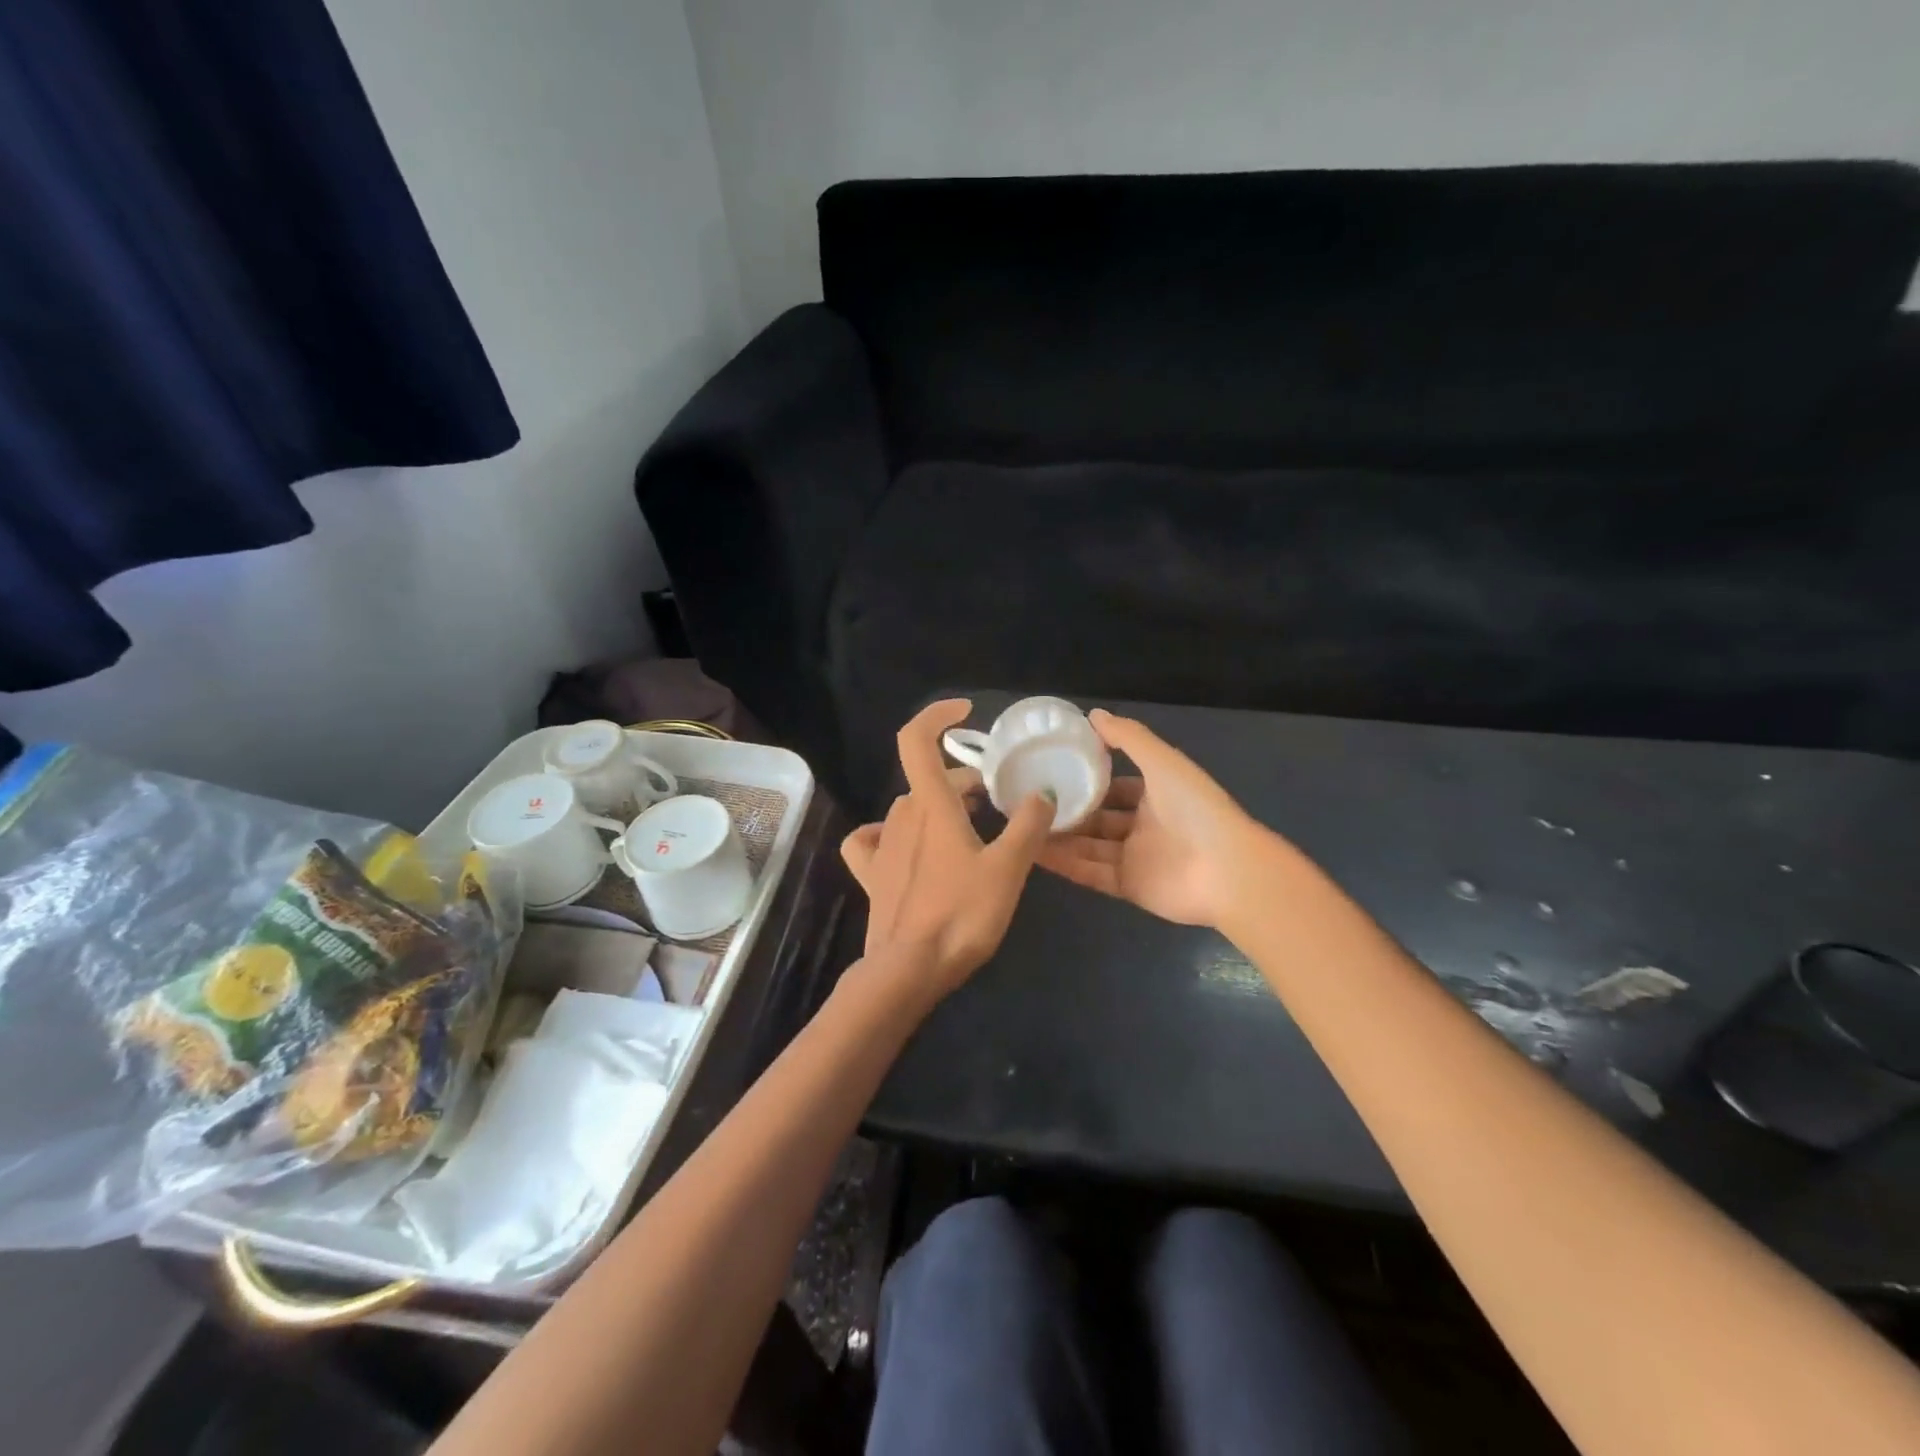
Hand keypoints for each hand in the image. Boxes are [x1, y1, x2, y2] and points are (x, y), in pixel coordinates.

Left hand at [840, 699, 1055, 1005]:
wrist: (909, 970)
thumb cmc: (961, 915)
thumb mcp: (1008, 869)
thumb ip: (1028, 826)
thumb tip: (1041, 793)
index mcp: (931, 806)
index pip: (917, 741)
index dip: (936, 716)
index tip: (964, 712)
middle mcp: (901, 818)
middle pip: (928, 780)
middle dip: (962, 780)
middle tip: (994, 798)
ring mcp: (881, 846)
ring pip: (908, 808)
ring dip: (937, 805)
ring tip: (967, 824)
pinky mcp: (871, 875)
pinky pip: (871, 840)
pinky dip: (888, 833)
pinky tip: (904, 845)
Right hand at [1037, 709, 1266, 928]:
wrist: (1226, 871)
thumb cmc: (1195, 808)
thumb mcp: (1162, 761)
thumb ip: (1128, 737)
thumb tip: (1092, 714)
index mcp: (1157, 795)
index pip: (1115, 786)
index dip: (1087, 779)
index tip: (1051, 771)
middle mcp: (1145, 826)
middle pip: (1098, 818)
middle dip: (1068, 811)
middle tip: (1027, 801)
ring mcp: (1136, 858)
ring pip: (1088, 846)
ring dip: (1059, 837)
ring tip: (1021, 826)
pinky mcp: (1128, 887)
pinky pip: (1090, 872)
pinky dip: (1064, 864)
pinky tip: (1033, 852)